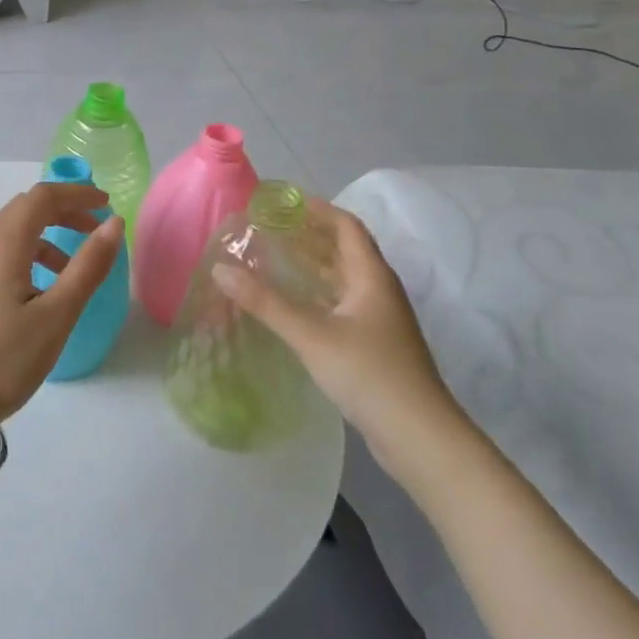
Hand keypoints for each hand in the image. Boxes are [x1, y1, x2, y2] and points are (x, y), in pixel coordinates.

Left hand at [0, 182, 125, 420]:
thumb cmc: (4, 358)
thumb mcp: (56, 315)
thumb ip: (87, 267)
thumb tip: (112, 224)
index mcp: (5, 245)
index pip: (42, 197)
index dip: (76, 193)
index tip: (106, 204)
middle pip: (25, 210)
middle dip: (63, 211)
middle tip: (95, 229)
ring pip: (12, 235)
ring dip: (47, 237)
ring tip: (74, 269)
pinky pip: (2, 257)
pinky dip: (30, 258)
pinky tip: (42, 294)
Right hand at [212, 199, 465, 478]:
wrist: (419, 437)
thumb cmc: (369, 374)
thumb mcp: (311, 336)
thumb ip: (265, 302)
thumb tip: (220, 268)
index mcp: (371, 276)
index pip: (346, 225)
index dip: (315, 208)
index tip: (280, 201)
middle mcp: (378, 290)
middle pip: (343, 248)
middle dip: (307, 234)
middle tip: (266, 228)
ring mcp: (378, 318)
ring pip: (341, 277)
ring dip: (310, 264)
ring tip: (270, 257)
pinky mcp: (373, 343)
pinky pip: (340, 302)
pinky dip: (315, 292)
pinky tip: (290, 303)